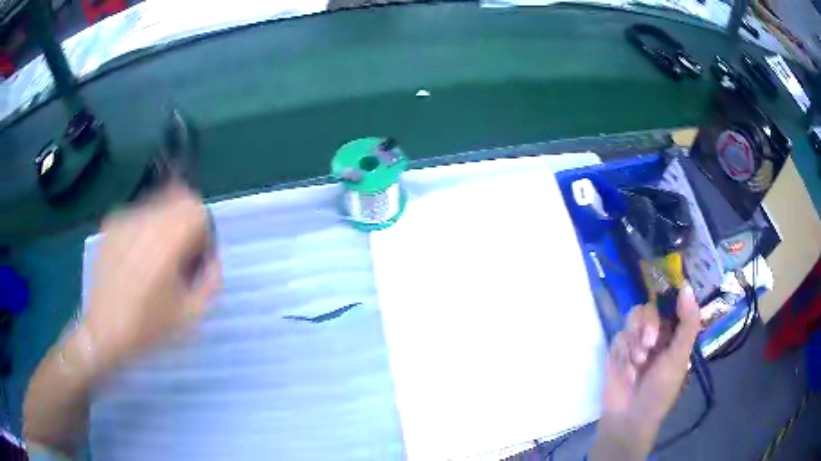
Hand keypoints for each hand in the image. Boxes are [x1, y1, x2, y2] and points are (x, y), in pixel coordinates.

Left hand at [82, 183, 221, 374]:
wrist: (102, 331)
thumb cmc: (147, 326)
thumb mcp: (190, 313)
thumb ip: (211, 280)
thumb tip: (212, 258)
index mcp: (166, 239)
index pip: (197, 209)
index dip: (204, 231)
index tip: (197, 258)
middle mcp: (145, 218)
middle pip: (179, 198)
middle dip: (186, 223)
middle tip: (180, 256)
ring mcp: (125, 218)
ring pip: (158, 203)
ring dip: (166, 224)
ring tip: (156, 259)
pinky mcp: (111, 223)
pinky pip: (139, 214)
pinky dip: (145, 229)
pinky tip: (137, 259)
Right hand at [590, 285, 700, 460]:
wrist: (628, 417)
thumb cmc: (660, 390)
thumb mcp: (679, 357)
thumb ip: (687, 323)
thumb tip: (686, 286)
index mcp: (674, 335)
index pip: (672, 304)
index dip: (669, 297)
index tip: (667, 294)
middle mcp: (655, 335)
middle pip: (650, 308)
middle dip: (648, 323)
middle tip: (648, 343)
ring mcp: (635, 342)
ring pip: (633, 318)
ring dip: (635, 337)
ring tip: (637, 360)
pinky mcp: (616, 351)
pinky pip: (619, 336)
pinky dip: (623, 351)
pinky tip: (626, 369)